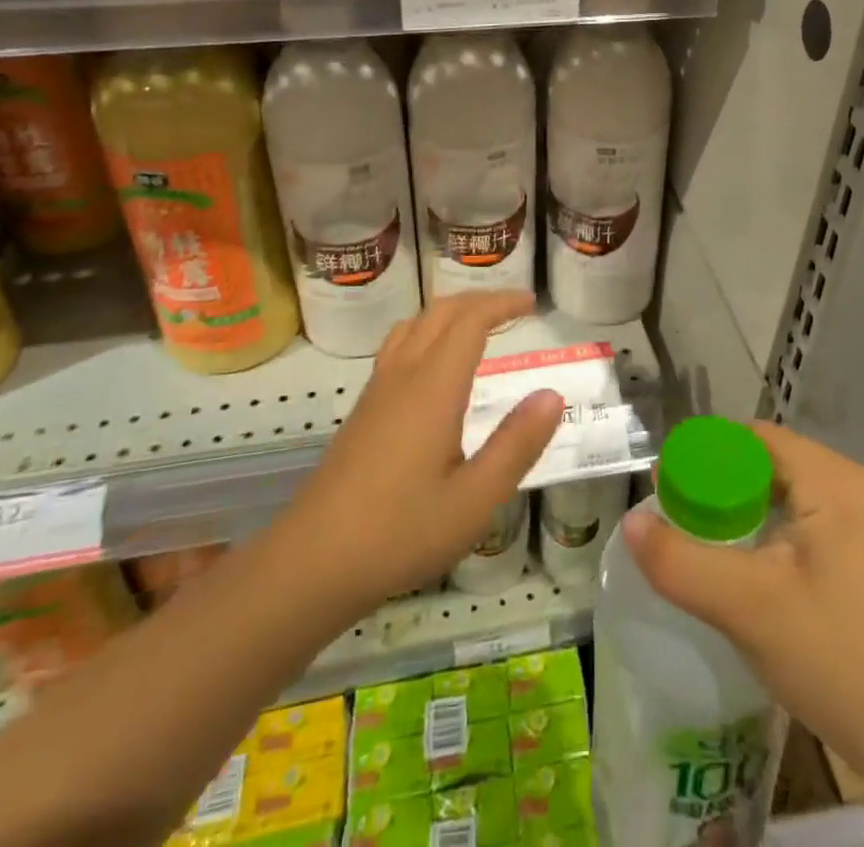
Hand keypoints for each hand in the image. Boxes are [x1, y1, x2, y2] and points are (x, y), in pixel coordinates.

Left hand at [280, 291, 562, 619]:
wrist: (312, 562)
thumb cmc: (400, 532)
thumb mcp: (474, 500)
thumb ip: (516, 445)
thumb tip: (551, 395)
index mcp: (433, 387)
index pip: (470, 320)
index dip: (502, 303)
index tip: (532, 303)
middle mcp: (403, 375)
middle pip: (440, 312)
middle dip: (479, 300)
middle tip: (514, 309)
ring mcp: (377, 390)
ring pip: (414, 325)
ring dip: (450, 313)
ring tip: (479, 326)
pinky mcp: (363, 409)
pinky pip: (398, 346)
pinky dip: (427, 332)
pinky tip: (436, 367)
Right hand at [622, 422, 863, 761]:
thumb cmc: (842, 663)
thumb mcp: (748, 610)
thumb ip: (681, 562)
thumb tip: (630, 522)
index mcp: (838, 481)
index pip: (755, 439)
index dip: (706, 457)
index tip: (669, 490)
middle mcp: (860, 487)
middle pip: (773, 464)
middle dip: (723, 488)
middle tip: (682, 523)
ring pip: (792, 495)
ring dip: (748, 513)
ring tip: (709, 547)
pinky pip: (813, 522)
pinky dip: (776, 534)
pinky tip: (756, 571)